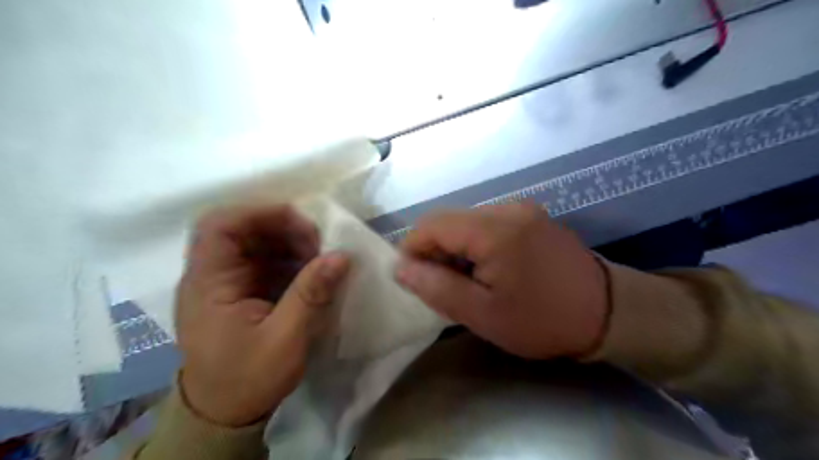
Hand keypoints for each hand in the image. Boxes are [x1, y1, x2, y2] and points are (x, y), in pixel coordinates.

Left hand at [176, 206, 347, 424]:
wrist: (225, 414)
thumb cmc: (247, 379)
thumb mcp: (285, 338)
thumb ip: (311, 294)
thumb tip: (341, 256)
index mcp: (208, 284)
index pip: (219, 226)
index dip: (258, 212)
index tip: (300, 221)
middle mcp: (212, 275)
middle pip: (243, 230)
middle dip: (284, 228)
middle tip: (319, 241)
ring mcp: (227, 282)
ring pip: (257, 243)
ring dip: (290, 243)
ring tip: (320, 255)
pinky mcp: (242, 291)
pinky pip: (267, 262)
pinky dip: (291, 259)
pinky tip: (312, 270)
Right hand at [397, 203, 606, 359]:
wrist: (607, 313)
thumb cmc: (541, 319)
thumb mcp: (483, 314)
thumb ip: (437, 287)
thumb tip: (401, 267)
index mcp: (494, 229)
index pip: (432, 224)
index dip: (412, 248)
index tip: (411, 277)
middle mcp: (507, 208)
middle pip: (449, 220)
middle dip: (434, 250)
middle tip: (437, 284)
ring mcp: (522, 209)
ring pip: (467, 222)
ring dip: (454, 247)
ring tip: (463, 280)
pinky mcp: (531, 217)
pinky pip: (487, 224)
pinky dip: (475, 244)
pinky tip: (485, 268)